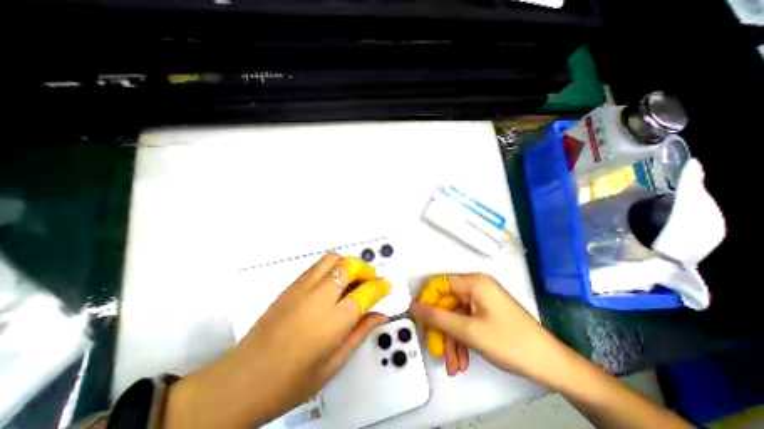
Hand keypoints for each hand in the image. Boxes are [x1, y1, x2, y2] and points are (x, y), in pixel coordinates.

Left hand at [160, 254, 387, 428]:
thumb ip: (359, 333)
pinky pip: (317, 265)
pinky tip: (333, 282)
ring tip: (353, 278)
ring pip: (333, 259)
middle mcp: (318, 299)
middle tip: (371, 281)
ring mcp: (302, 289)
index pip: (365, 293)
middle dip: (366, 270)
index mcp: (332, 323)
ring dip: (349, 263)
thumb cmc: (289, 382)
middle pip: (350, 267)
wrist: (240, 381)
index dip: (380, 286)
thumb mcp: (332, 364)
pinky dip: (332, 266)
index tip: (387, 286)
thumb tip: (380, 315)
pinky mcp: (290, 286)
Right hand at [413, 273, 559, 382]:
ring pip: (456, 316)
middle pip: (447, 303)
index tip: (421, 320)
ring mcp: (483, 300)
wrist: (551, 365)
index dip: (427, 300)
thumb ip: (437, 317)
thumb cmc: (510, 343)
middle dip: (441, 328)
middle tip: (437, 350)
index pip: (439, 283)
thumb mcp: (468, 331)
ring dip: (452, 340)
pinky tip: (462, 361)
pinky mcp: (486, 312)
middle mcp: (477, 287)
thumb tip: (414, 307)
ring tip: (453, 365)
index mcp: (474, 282)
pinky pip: (467, 322)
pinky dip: (462, 340)